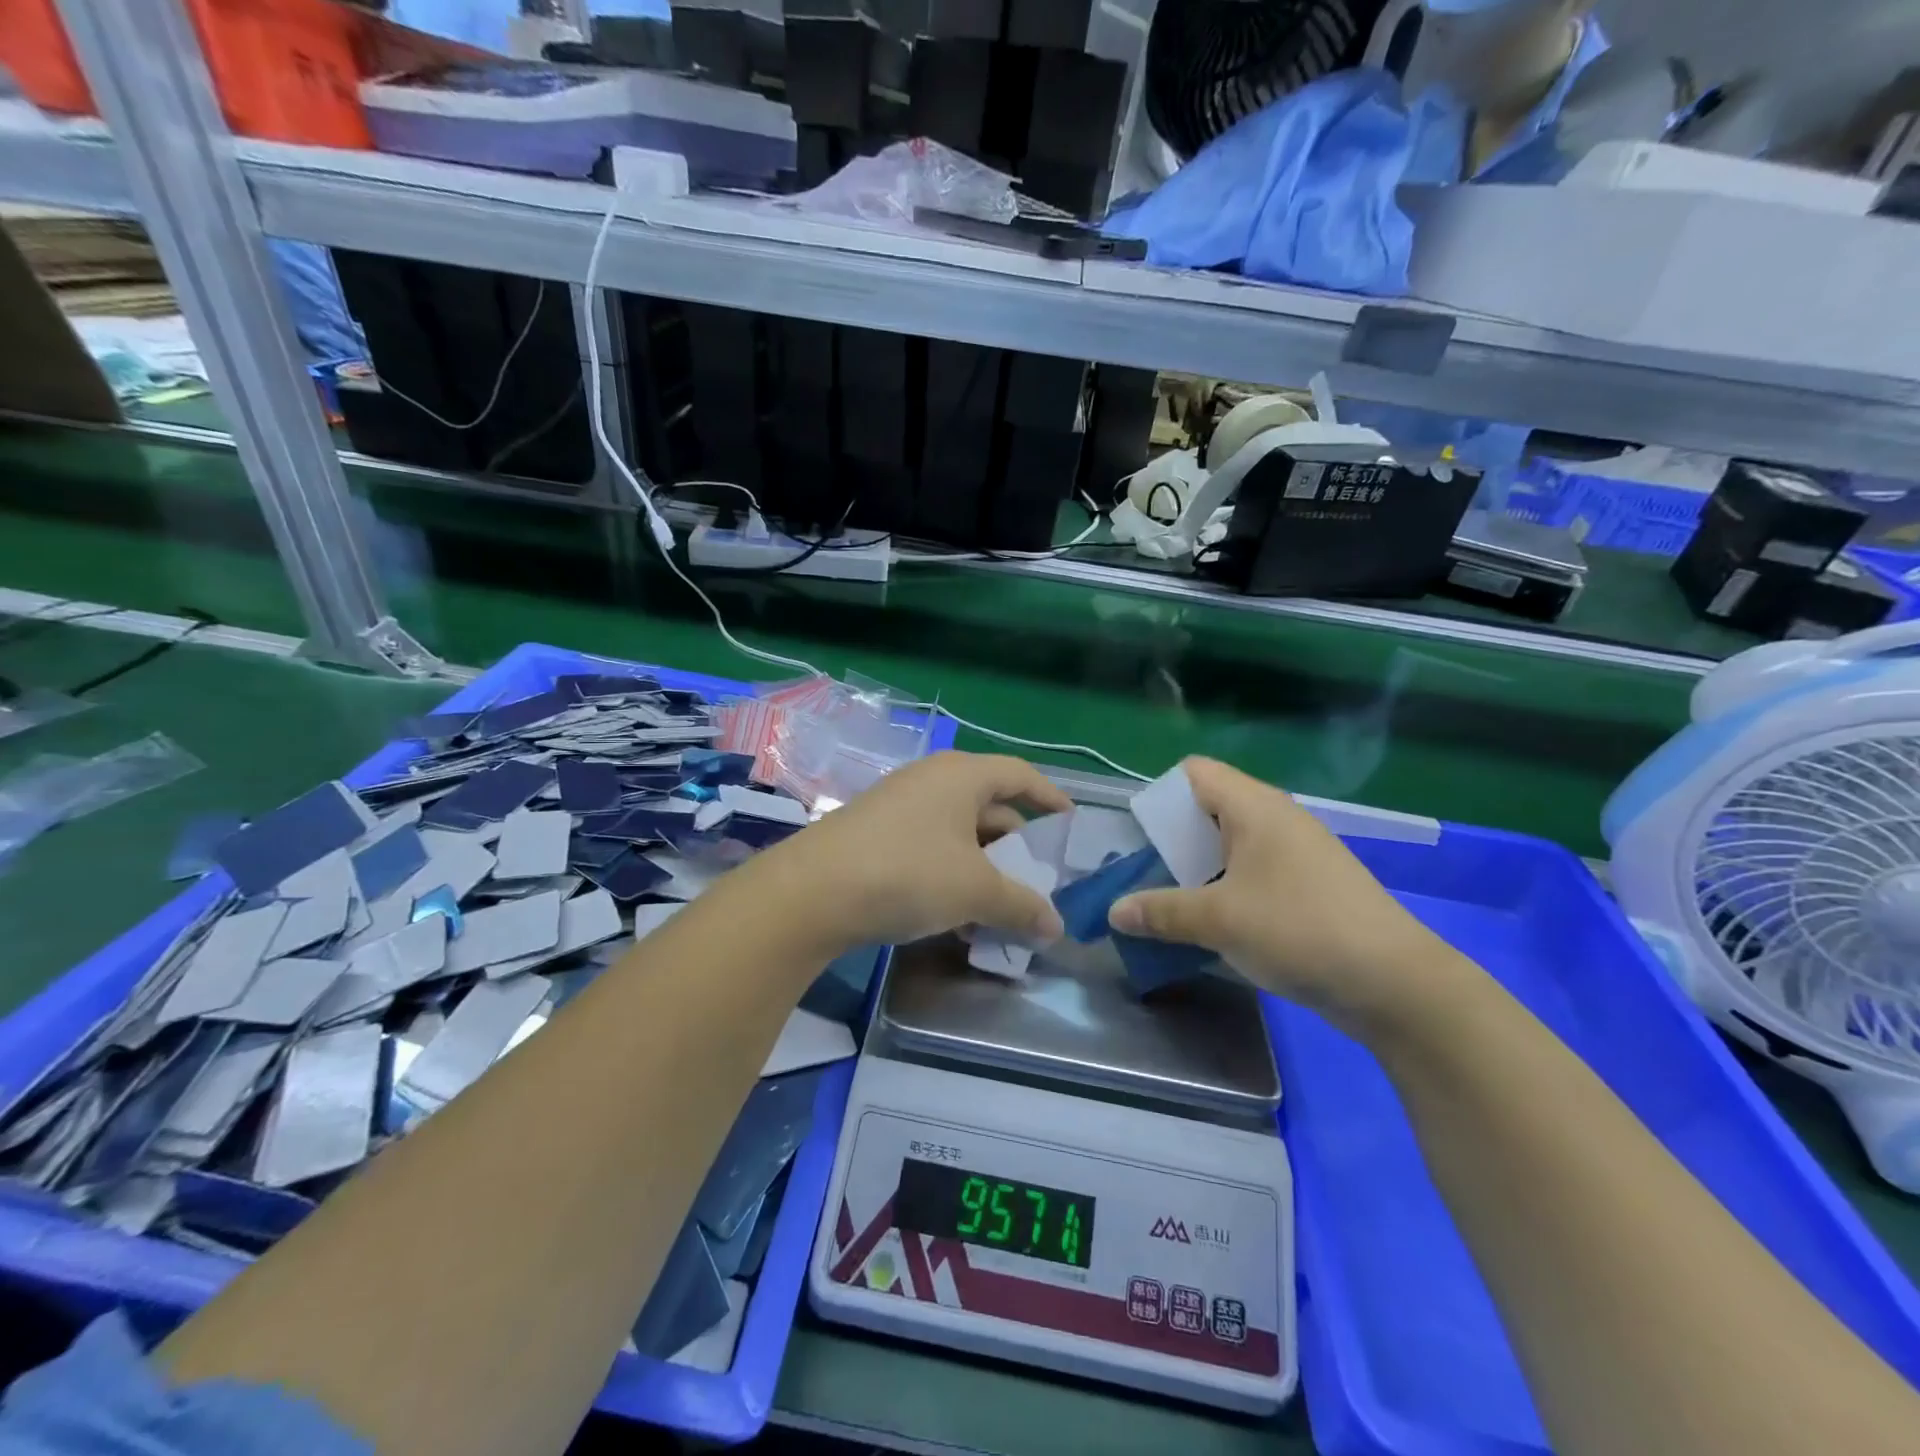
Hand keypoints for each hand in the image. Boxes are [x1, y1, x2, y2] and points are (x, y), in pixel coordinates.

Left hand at [753, 751, 1071, 953]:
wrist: (811, 892)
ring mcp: (899, 805)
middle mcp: (931, 780)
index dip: (1049, 797)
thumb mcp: (975, 891)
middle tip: (1037, 880)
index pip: (1020, 775)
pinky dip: (951, 873)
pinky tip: (956, 914)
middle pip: (989, 806)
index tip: (1069, 824)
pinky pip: (930, 846)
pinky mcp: (875, 833)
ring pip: (958, 832)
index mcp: (961, 776)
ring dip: (983, 867)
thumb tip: (1056, 926)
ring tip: (1000, 907)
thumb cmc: (908, 873)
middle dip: (1016, 845)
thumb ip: (1021, 906)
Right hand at [1108, 758, 1468, 1032]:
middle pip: (1210, 808)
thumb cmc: (1298, 930)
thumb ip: (1161, 912)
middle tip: (1147, 873)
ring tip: (1172, 901)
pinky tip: (1215, 924)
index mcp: (1255, 808)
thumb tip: (1114, 912)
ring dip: (1199, 868)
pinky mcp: (1311, 887)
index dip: (1162, 794)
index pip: (1195, 772)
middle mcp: (1277, 820)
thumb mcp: (1218, 920)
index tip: (1139, 836)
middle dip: (1174, 839)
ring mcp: (1298, 854)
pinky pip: (1255, 872)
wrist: (1395, 984)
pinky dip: (1228, 888)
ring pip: (1233, 845)